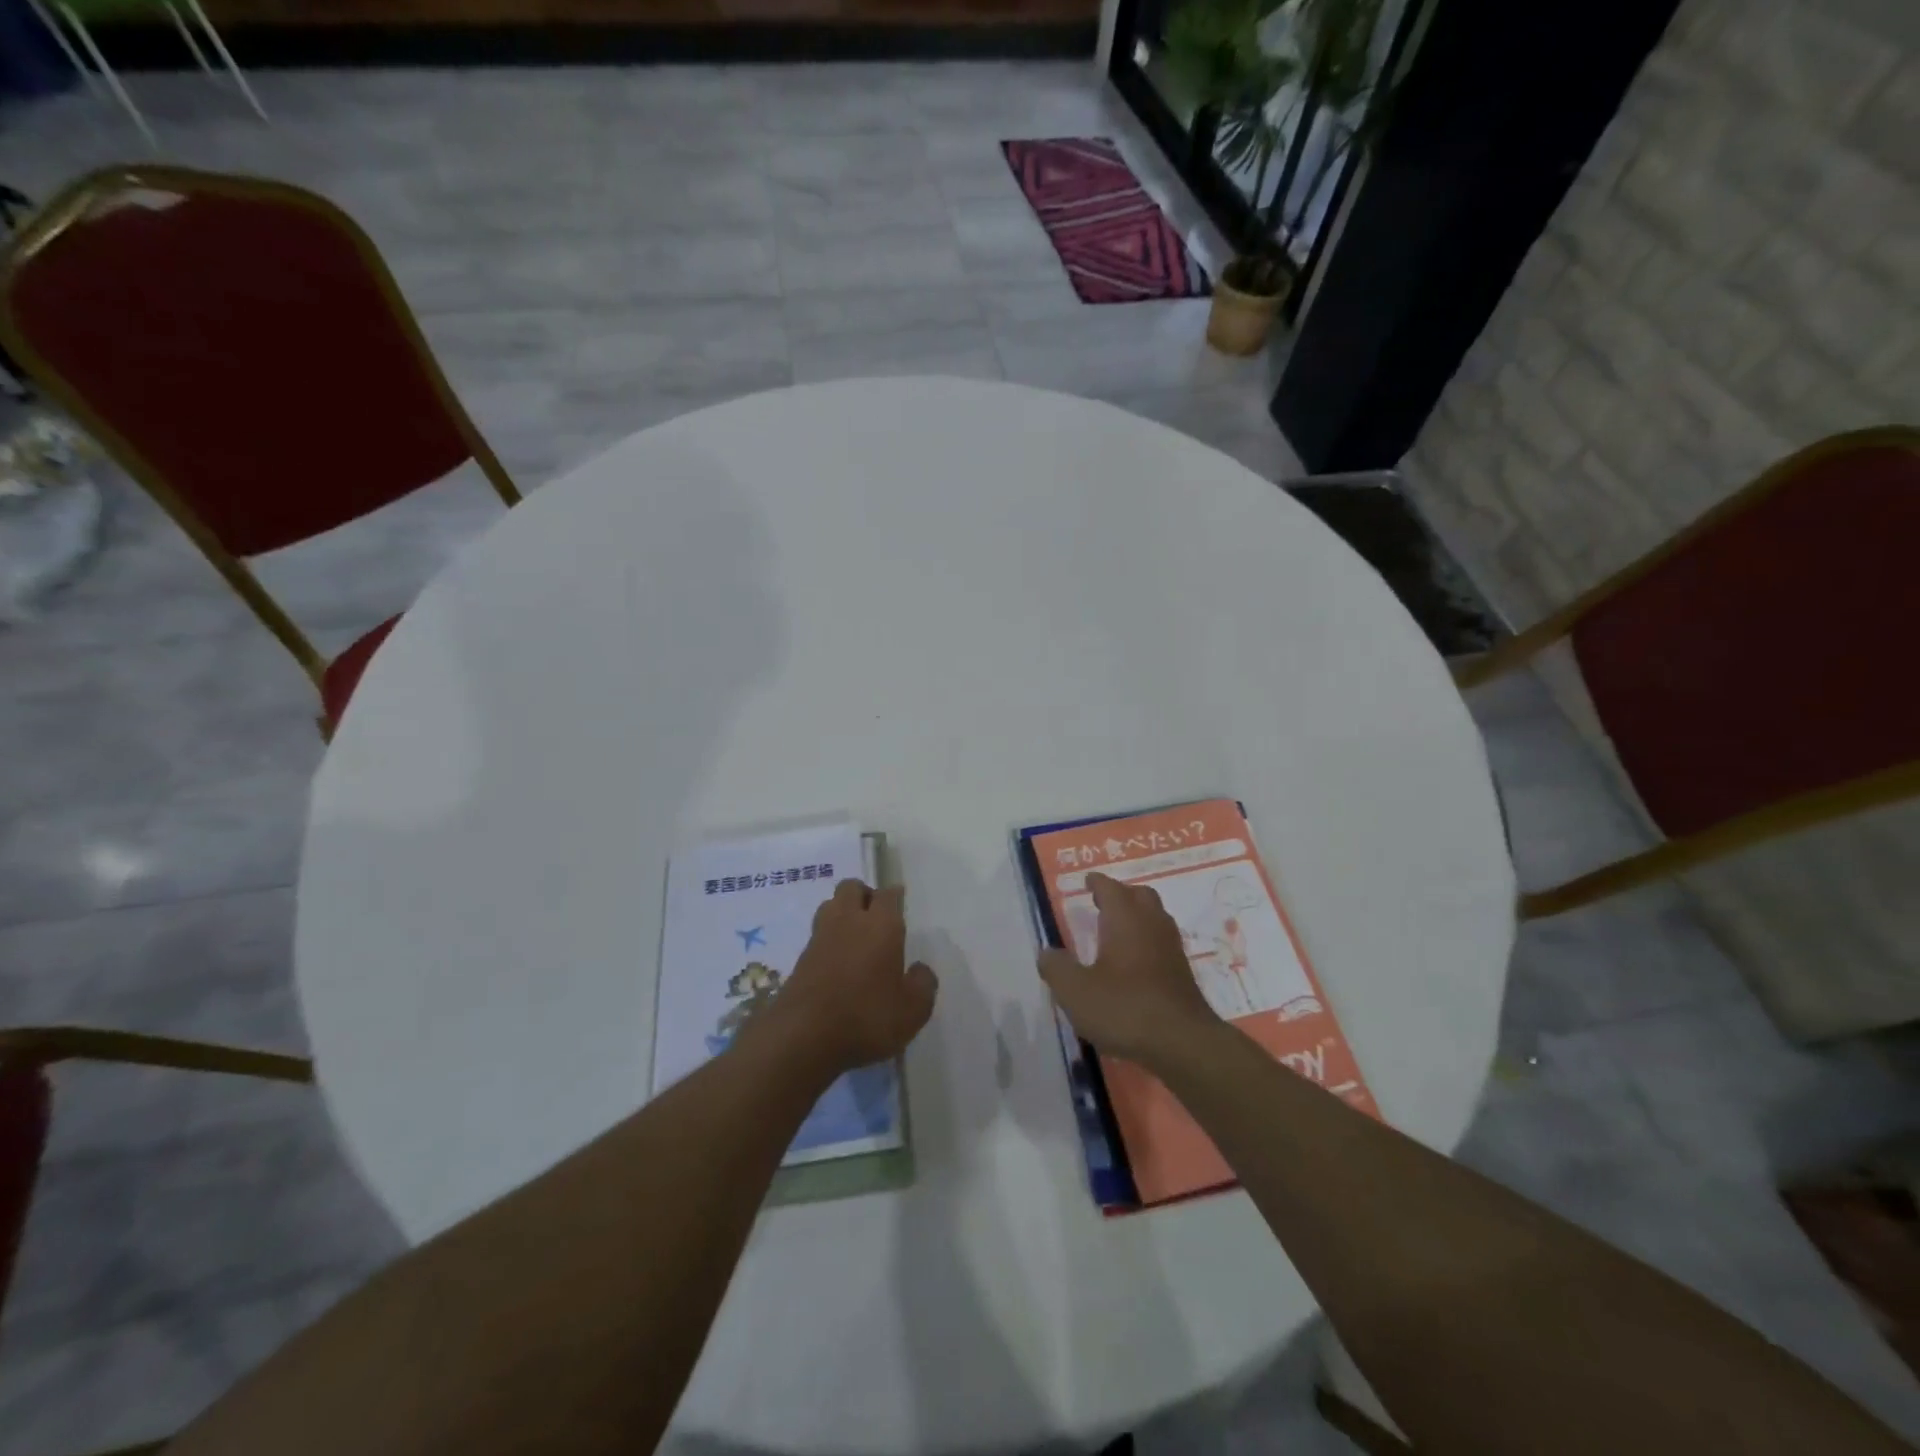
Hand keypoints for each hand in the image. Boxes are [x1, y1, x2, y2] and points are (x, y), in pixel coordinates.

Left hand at [748, 880, 937, 1076]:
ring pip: (831, 905)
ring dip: (843, 912)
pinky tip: (838, 962)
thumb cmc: (867, 1017)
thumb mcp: (913, 1010)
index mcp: (881, 925)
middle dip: (865, 895)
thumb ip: (923, 985)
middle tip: (877, 917)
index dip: (895, 896)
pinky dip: (829, 939)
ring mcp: (820, 938)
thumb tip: (920, 969)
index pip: (888, 895)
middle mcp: (849, 921)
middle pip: (852, 888)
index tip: (900, 901)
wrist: (803, 1037)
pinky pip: (818, 935)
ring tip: (856, 936)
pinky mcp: (800, 958)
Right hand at [1038, 872, 1219, 1065]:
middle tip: (1102, 902)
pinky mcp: (1182, 973)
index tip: (1087, 881)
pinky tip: (1135, 963)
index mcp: (1125, 919)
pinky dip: (1147, 942)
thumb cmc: (1124, 1008)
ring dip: (1137, 917)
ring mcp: (1172, 949)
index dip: (1097, 883)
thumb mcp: (1076, 992)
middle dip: (1121, 894)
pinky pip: (1162, 943)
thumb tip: (1047, 952)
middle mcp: (1151, 924)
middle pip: (1140, 896)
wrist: (1183, 1043)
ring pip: (1155, 918)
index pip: (1110, 888)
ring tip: (1117, 931)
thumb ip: (1057, 968)